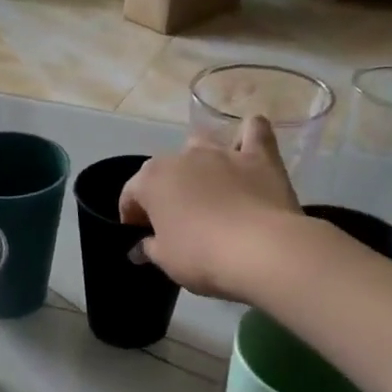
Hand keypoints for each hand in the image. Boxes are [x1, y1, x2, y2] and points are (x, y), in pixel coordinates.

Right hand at [118, 116, 301, 300]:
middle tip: (173, 220)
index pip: (131, 194)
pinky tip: (247, 151)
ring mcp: (222, 152)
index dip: (131, 215)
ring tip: (206, 188)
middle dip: (164, 190)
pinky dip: (248, 137)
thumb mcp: (165, 260)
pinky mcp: (260, 156)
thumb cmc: (200, 255)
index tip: (140, 236)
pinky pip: (254, 131)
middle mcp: (183, 156)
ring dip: (198, 162)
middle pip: (165, 169)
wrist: (260, 250)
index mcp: (152, 179)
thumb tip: (139, 248)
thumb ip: (148, 249)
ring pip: (202, 144)